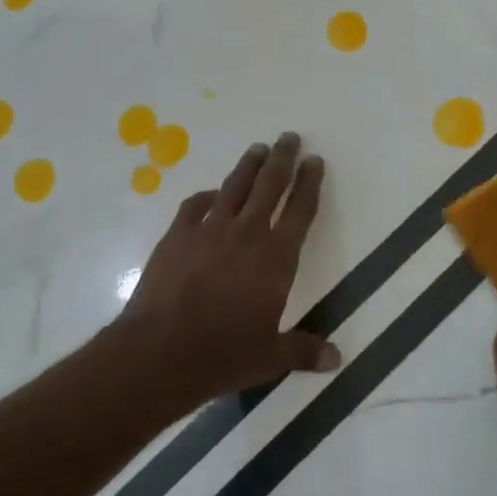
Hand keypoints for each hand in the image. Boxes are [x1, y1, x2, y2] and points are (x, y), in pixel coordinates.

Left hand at [117, 132, 340, 404]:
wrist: (159, 352)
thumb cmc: (222, 355)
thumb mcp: (270, 358)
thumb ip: (303, 351)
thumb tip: (337, 358)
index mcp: (276, 258)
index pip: (300, 211)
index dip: (310, 183)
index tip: (314, 161)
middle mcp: (246, 233)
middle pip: (269, 185)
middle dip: (282, 159)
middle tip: (289, 137)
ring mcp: (208, 230)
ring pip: (234, 186)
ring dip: (249, 165)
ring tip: (258, 148)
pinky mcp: (177, 235)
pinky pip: (196, 205)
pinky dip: (208, 196)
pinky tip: (212, 194)